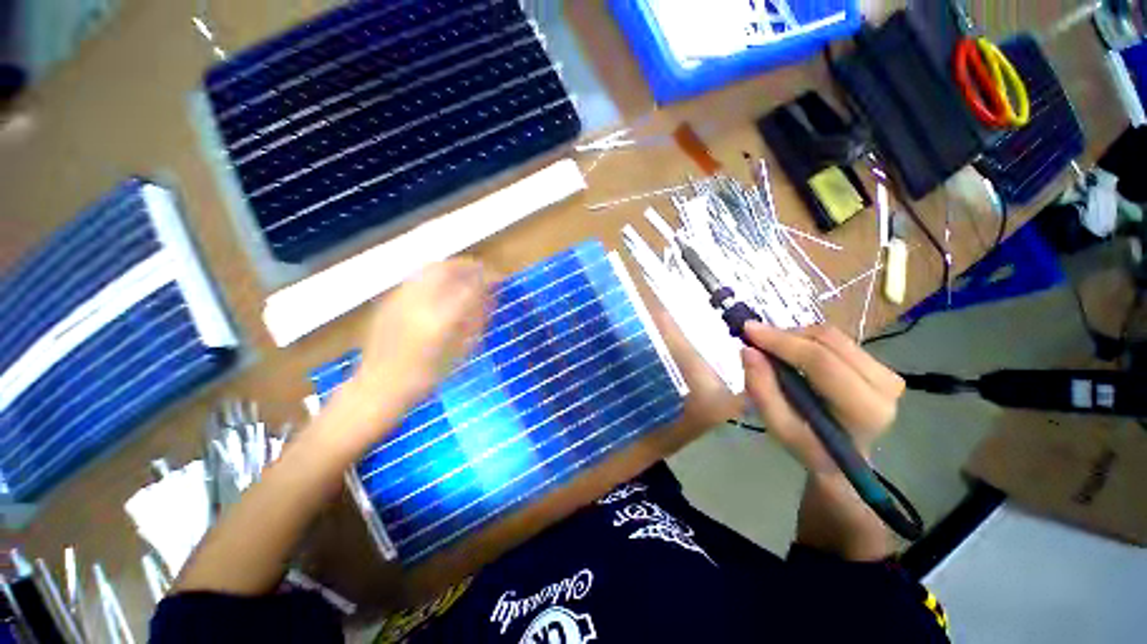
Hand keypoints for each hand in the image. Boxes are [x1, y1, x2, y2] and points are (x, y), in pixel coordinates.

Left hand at [353, 258, 491, 409]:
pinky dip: (435, 274)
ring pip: (430, 267)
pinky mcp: (390, 299)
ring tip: (464, 274)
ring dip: (452, 267)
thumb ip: (475, 322)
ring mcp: (401, 298)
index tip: (499, 278)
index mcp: (441, 320)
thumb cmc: (426, 376)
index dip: (488, 278)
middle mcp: (420, 302)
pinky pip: (417, 277)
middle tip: (482, 271)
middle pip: (448, 268)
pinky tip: (441, 285)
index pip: (471, 287)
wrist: (379, 386)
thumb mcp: (460, 352)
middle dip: (469, 266)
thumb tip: (490, 300)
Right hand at [741, 322, 903, 473]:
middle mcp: (884, 385)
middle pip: (828, 341)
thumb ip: (762, 389)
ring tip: (772, 348)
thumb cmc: (809, 445)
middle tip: (755, 339)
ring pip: (832, 335)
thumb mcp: (778, 426)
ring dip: (795, 336)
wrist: (841, 459)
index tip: (748, 330)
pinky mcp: (879, 364)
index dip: (782, 341)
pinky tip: (791, 351)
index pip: (821, 361)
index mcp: (864, 408)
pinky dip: (806, 339)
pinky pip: (836, 339)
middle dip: (785, 335)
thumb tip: (748, 351)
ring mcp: (887, 372)